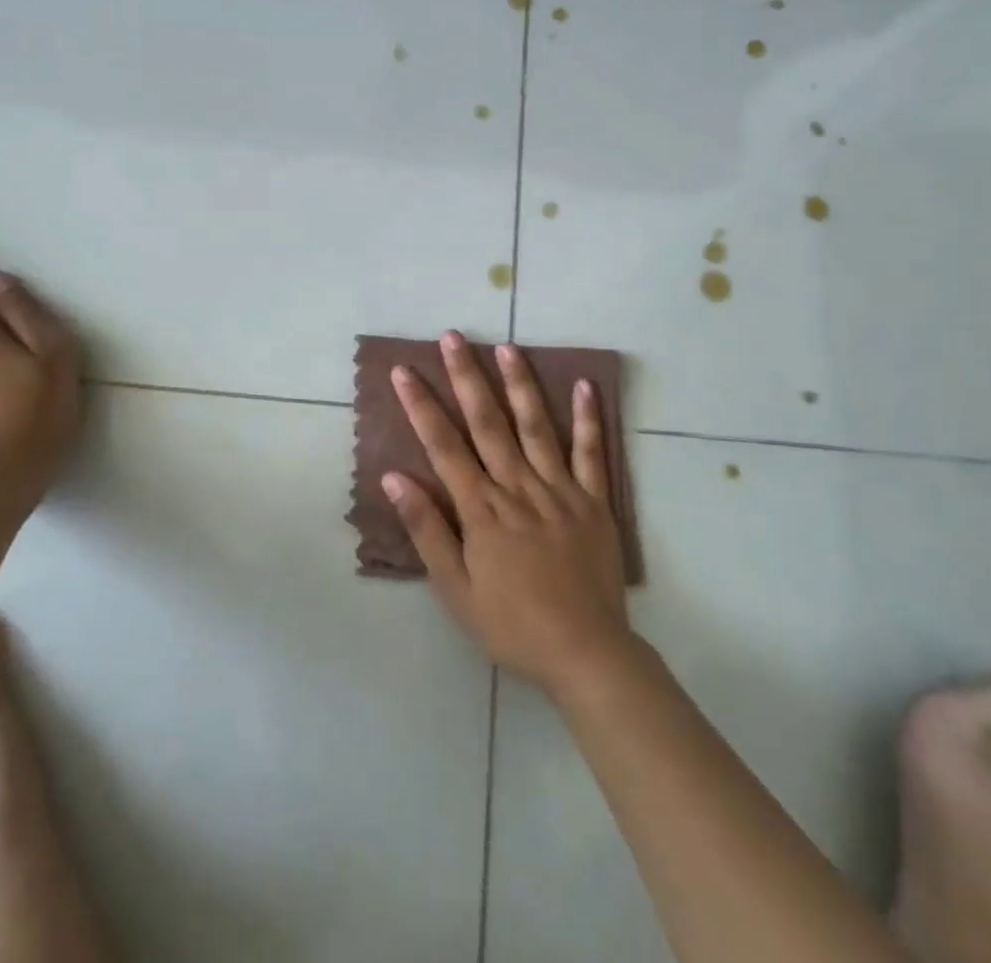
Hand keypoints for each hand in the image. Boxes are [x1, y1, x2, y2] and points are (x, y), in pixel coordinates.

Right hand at [385, 331, 631, 694]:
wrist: (585, 653)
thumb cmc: (511, 625)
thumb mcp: (456, 590)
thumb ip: (427, 530)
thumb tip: (396, 478)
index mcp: (481, 509)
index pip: (444, 446)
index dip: (421, 406)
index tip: (404, 370)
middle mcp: (517, 488)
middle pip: (487, 423)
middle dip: (466, 377)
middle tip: (453, 337)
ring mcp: (559, 490)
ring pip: (535, 427)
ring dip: (519, 384)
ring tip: (506, 347)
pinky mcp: (594, 501)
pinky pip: (591, 454)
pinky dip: (588, 419)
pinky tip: (583, 385)